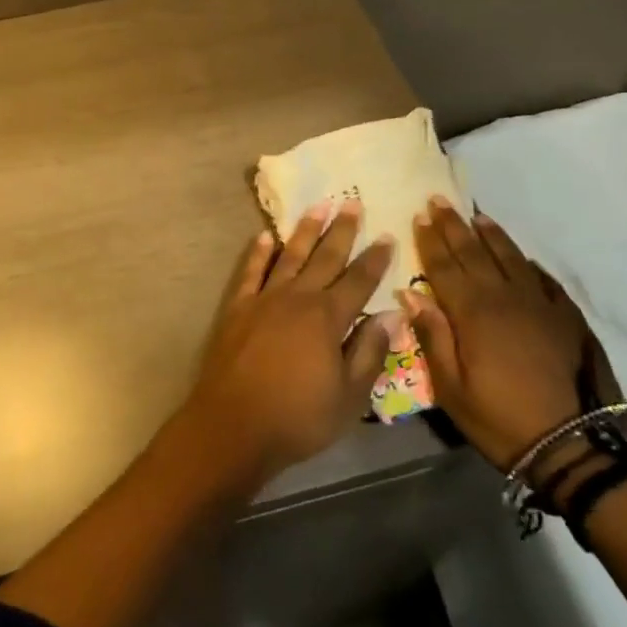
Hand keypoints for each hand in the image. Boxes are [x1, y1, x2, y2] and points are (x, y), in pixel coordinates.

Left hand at [182, 200, 393, 485]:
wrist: (234, 424)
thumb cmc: (298, 417)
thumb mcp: (349, 397)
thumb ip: (370, 352)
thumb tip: (392, 315)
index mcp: (328, 318)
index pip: (359, 281)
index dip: (375, 259)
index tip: (387, 235)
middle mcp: (298, 298)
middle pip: (325, 258)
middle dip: (342, 230)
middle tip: (352, 202)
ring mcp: (265, 298)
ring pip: (289, 256)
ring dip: (304, 231)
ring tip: (317, 207)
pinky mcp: (238, 307)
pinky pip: (251, 271)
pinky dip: (258, 253)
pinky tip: (264, 237)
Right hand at [404, 198, 618, 474]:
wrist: (573, 446)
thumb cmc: (500, 418)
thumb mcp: (451, 388)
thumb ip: (431, 337)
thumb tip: (410, 295)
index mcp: (472, 312)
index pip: (444, 265)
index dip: (430, 240)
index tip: (419, 215)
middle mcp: (503, 297)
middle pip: (474, 252)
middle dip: (454, 225)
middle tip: (440, 200)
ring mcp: (539, 304)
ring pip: (510, 258)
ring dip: (491, 235)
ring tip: (478, 216)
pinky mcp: (566, 317)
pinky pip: (543, 279)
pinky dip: (527, 263)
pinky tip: (522, 257)